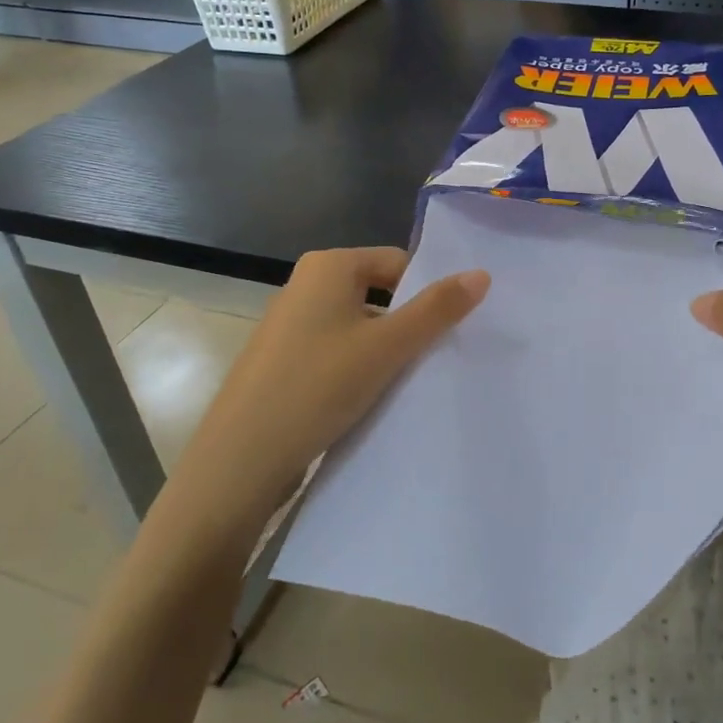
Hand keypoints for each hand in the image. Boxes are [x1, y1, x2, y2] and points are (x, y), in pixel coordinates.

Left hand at [176, 247, 489, 522]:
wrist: (240, 460)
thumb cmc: (318, 387)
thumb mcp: (387, 346)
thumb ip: (437, 309)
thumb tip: (482, 273)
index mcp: (328, 266)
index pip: (398, 263)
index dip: (427, 293)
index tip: (450, 331)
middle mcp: (305, 284)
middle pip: (379, 293)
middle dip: (407, 323)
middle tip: (437, 358)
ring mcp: (290, 324)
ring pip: (358, 325)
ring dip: (384, 349)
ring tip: (409, 383)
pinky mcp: (283, 360)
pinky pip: (336, 350)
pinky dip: (358, 367)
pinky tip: (371, 398)